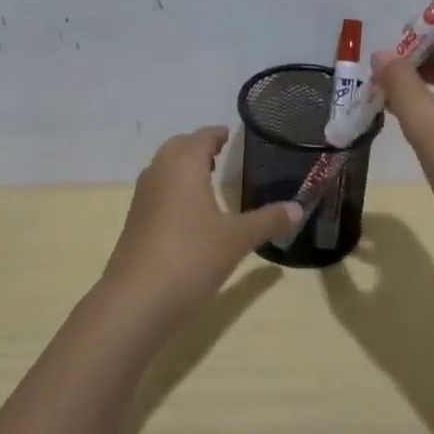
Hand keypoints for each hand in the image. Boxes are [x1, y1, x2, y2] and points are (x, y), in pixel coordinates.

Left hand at [97, 127, 302, 336]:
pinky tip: (189, 212)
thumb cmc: (192, 256)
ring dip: (184, 167)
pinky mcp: (134, 219)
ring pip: (165, 168)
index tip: (232, 135)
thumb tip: (299, 208)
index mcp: (184, 163)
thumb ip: (268, 220)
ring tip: (207, 179)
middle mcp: (160, 170)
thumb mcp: (237, 239)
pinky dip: (174, 189)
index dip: (218, 134)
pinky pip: (158, 190)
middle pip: (179, 147)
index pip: (203, 136)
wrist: (137, 298)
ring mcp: (143, 195)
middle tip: (221, 154)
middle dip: (199, 147)